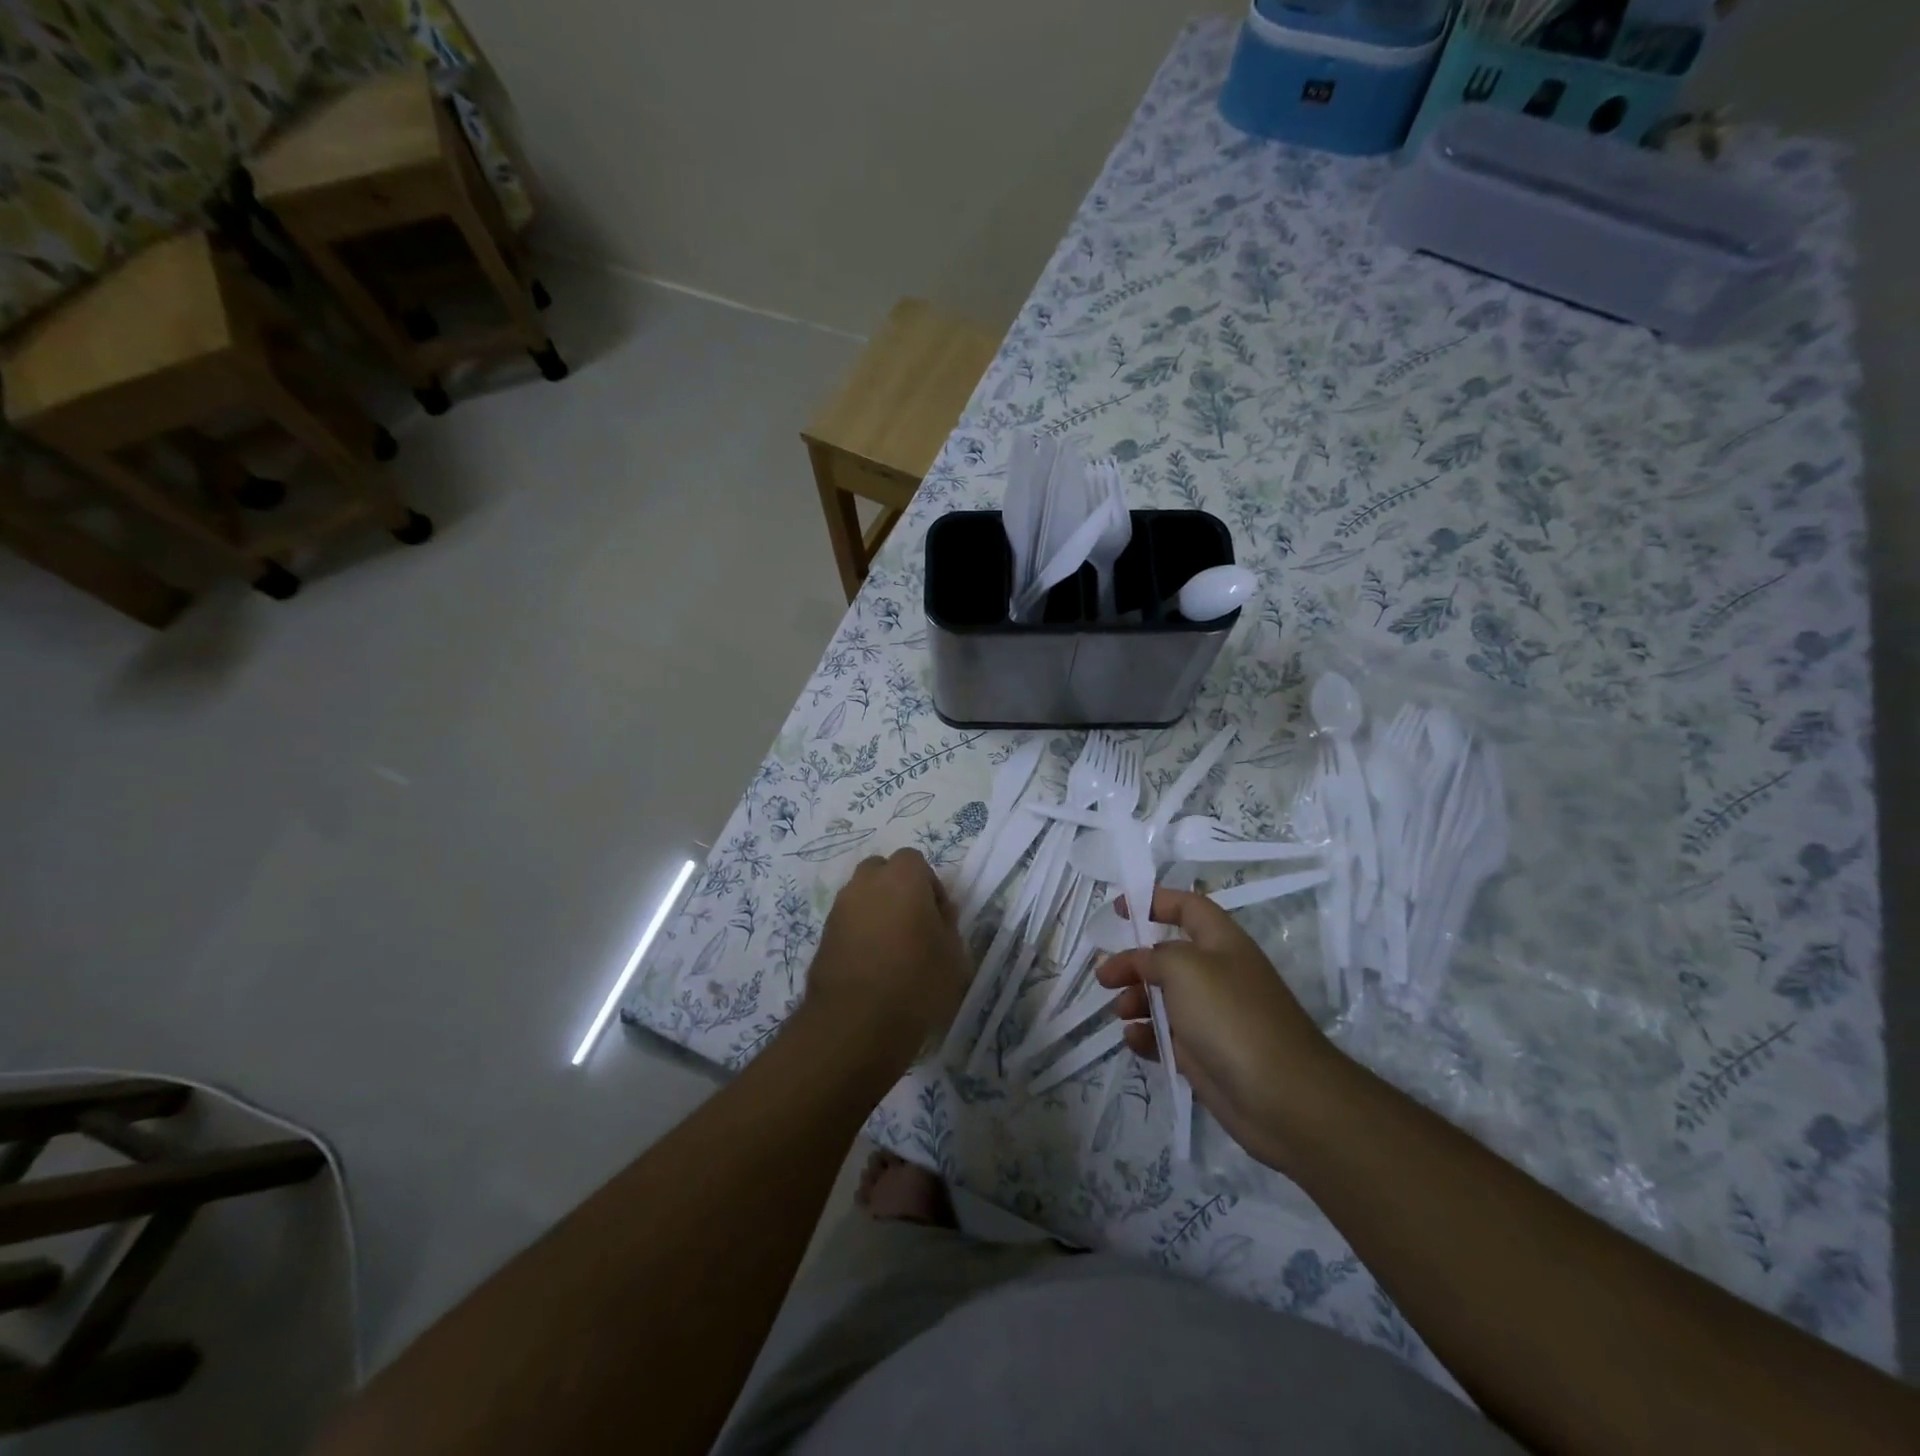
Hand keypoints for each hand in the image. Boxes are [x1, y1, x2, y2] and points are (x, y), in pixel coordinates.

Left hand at [803, 849, 970, 1067]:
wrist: (855, 1023)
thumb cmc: (916, 983)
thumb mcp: (954, 956)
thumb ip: (948, 926)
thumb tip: (939, 913)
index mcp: (902, 877)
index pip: (915, 861)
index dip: (929, 887)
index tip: (938, 918)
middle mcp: (866, 883)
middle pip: (883, 872)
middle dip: (898, 891)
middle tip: (914, 926)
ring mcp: (839, 908)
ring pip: (862, 897)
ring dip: (876, 912)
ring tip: (892, 950)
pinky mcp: (822, 936)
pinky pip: (847, 923)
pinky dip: (859, 934)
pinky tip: (872, 966)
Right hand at [1098, 887, 1344, 1170]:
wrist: (1281, 1096)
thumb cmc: (1231, 1016)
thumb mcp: (1184, 968)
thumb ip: (1153, 955)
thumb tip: (1141, 961)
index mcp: (1221, 942)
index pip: (1188, 907)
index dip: (1155, 900)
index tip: (1120, 909)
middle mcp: (1217, 974)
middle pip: (1167, 956)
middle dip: (1133, 962)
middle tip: (1104, 977)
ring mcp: (1211, 1016)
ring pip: (1162, 997)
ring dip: (1135, 999)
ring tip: (1121, 1012)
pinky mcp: (1204, 1054)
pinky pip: (1166, 1036)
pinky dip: (1146, 1035)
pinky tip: (1133, 1040)